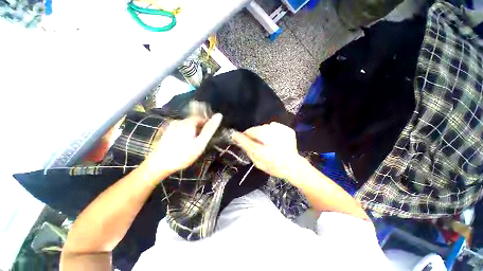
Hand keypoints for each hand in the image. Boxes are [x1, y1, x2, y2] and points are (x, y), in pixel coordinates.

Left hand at [141, 113, 222, 178]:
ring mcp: (171, 127)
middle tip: (199, 143)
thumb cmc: (183, 154)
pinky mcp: (166, 133)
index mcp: (188, 123)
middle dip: (198, 130)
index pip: (201, 118)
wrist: (159, 165)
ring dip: (191, 133)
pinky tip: (182, 145)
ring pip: (186, 127)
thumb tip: (219, 115)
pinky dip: (183, 135)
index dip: (206, 126)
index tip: (207, 137)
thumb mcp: (200, 143)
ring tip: (191, 145)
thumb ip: (210, 129)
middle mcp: (179, 122)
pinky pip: (179, 130)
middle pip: (193, 122)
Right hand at [232, 122, 305, 179]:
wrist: (293, 166)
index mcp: (264, 152)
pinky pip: (273, 126)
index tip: (235, 134)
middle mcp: (272, 142)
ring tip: (264, 139)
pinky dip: (270, 130)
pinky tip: (272, 137)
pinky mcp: (287, 131)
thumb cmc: (274, 167)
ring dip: (261, 131)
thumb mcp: (258, 163)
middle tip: (251, 138)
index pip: (248, 141)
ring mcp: (281, 134)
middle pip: (256, 131)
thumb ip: (249, 152)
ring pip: (264, 127)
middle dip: (251, 133)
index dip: (240, 137)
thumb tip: (241, 141)